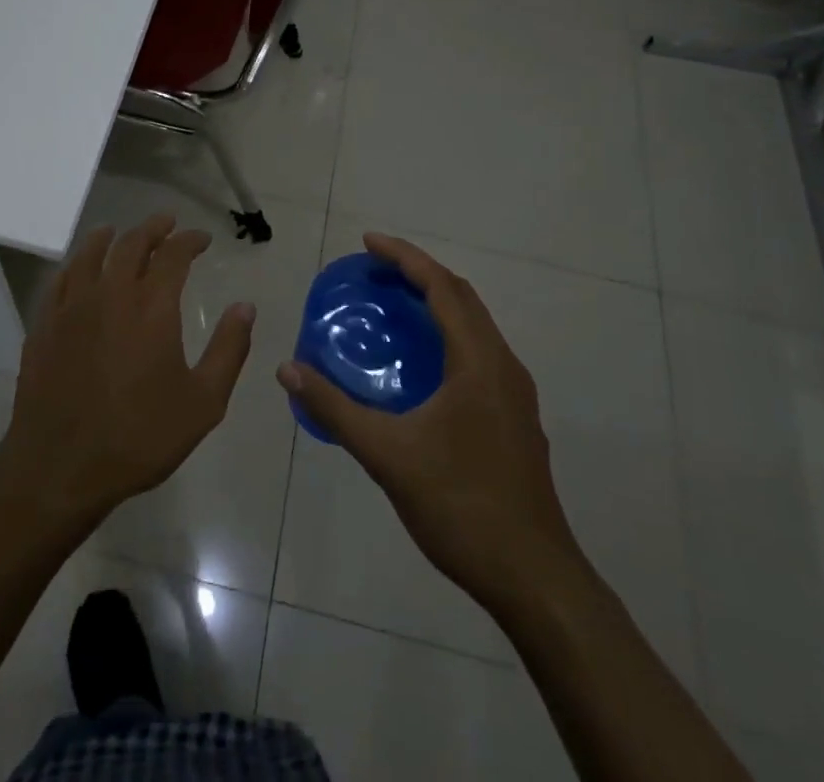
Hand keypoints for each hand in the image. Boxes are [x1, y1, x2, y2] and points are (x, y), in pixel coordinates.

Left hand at [0, 214, 255, 527]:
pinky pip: (60, 279)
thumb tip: (246, 307)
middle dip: (153, 228)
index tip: (202, 239)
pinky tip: (79, 269)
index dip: (189, 240)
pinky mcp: (44, 325)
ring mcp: (71, 307)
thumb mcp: (202, 403)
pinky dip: (76, 263)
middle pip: (131, 244)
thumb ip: (228, 350)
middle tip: (167, 222)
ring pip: (90, 254)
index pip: (173, 254)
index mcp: (151, 307)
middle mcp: (110, 294)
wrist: (60, 468)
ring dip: (110, 237)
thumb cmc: (139, 437)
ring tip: (119, 231)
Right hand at [278, 233, 581, 613]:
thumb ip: (335, 409)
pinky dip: (446, 336)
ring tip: (392, 307)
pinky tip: (418, 365)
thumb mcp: (387, 455)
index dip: (405, 258)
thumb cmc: (461, 506)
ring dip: (436, 304)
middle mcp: (503, 366)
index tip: (367, 244)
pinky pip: (478, 353)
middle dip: (419, 274)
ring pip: (475, 327)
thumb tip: (288, 370)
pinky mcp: (515, 419)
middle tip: (374, 271)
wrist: (535, 580)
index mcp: (480, 362)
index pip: (442, 288)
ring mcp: (514, 395)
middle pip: (462, 298)